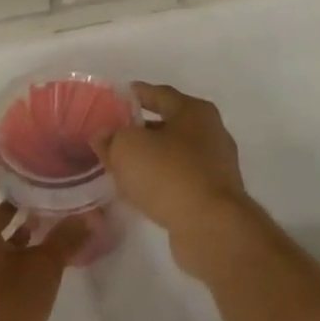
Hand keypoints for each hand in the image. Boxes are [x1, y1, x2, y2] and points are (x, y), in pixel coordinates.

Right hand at [94, 83, 253, 276]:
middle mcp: (211, 132)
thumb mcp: (128, 148)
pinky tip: (142, 190)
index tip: (116, 98)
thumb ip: (111, 138)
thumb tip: (103, 136)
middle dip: (141, 129)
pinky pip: (181, 179)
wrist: (211, 226)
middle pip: (169, 124)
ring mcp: (216, 165)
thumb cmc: (169, 174)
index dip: (136, 94)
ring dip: (150, 158)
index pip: (160, 94)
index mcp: (195, 111)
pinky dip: (161, 180)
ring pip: (175, 154)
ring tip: (123, 165)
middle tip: (114, 136)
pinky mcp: (214, 195)